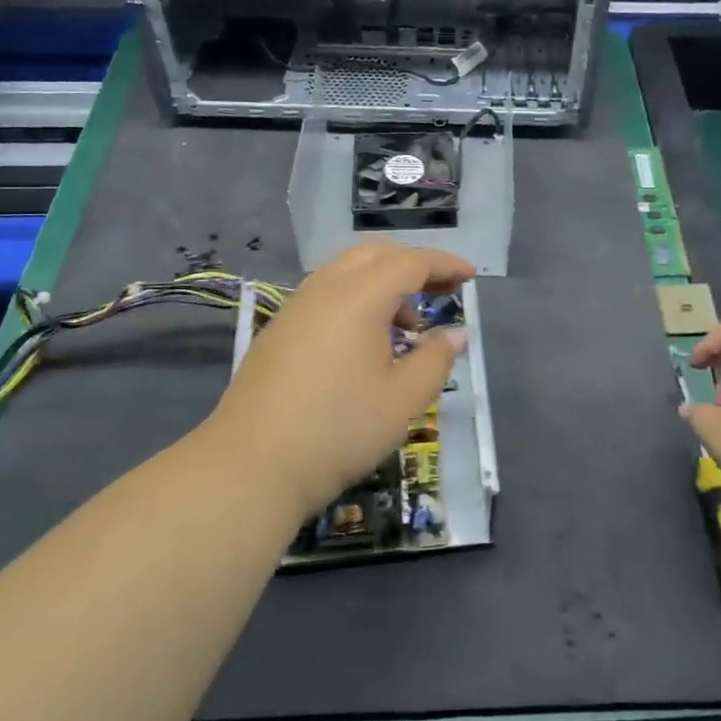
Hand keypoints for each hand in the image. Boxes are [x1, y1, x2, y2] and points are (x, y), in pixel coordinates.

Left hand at [209, 241, 472, 516]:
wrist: (250, 466)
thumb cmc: (338, 429)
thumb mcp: (402, 399)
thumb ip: (435, 360)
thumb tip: (455, 334)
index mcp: (360, 296)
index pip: (411, 262)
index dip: (445, 264)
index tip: (471, 275)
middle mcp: (325, 288)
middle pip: (376, 255)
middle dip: (414, 264)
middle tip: (443, 288)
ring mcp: (296, 307)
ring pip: (347, 272)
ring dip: (383, 283)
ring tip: (407, 325)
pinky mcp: (279, 330)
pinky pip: (327, 294)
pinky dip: (357, 299)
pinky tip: (365, 342)